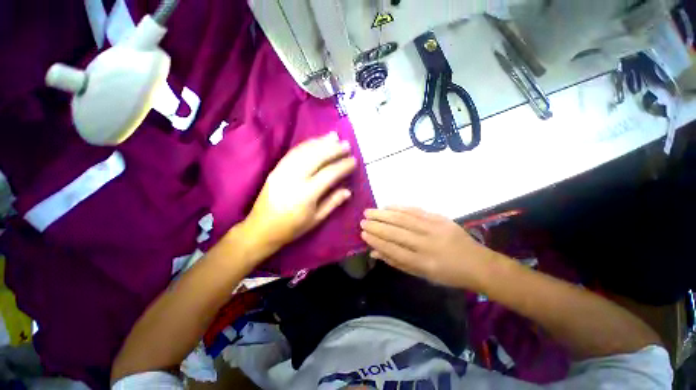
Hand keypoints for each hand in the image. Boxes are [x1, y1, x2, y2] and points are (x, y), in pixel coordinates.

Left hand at [242, 132, 356, 260]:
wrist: (261, 228)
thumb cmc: (292, 228)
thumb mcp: (316, 219)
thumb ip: (333, 202)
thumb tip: (348, 190)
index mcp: (307, 194)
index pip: (329, 174)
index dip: (343, 166)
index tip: (354, 160)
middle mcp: (294, 178)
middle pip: (317, 157)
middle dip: (334, 149)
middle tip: (347, 144)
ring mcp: (283, 171)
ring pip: (304, 151)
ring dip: (321, 142)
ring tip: (334, 137)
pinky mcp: (276, 169)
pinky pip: (293, 152)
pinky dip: (306, 144)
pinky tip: (316, 141)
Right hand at [360, 207, 493, 288]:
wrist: (477, 263)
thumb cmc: (447, 274)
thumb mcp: (422, 275)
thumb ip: (397, 262)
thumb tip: (375, 251)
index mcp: (424, 264)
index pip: (393, 250)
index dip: (377, 241)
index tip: (363, 234)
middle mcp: (428, 245)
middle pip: (396, 233)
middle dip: (376, 226)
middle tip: (362, 221)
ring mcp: (435, 229)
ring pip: (404, 219)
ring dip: (384, 214)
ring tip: (370, 211)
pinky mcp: (440, 219)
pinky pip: (416, 211)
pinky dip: (400, 208)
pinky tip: (388, 206)